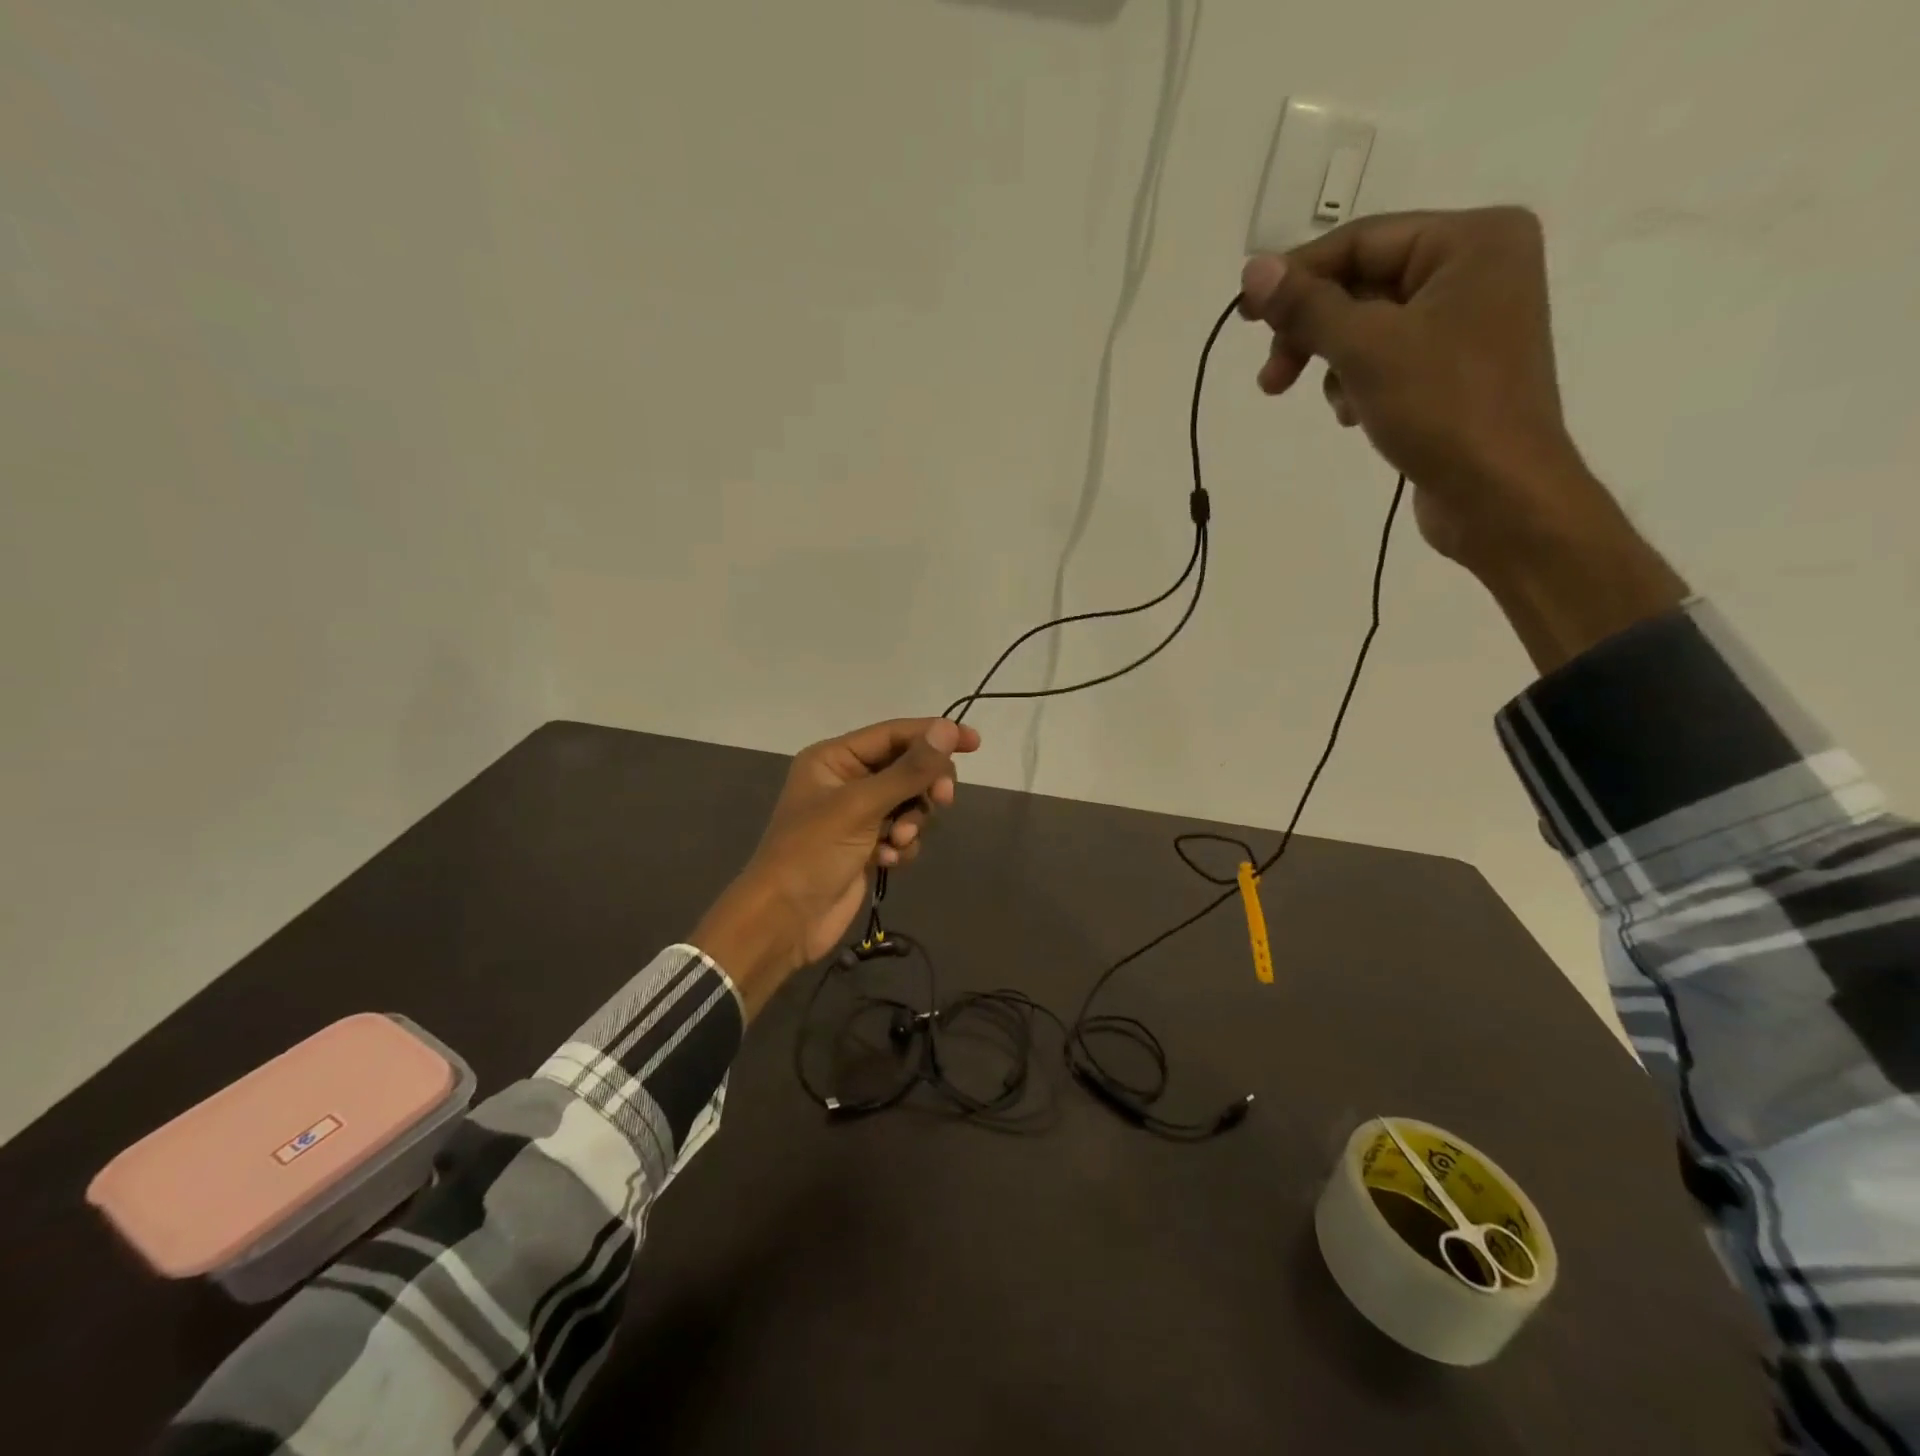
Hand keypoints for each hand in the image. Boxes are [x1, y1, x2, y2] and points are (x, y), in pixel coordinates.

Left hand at [691, 718, 980, 1016]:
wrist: (784, 921)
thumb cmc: (812, 852)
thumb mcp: (861, 805)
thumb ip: (908, 770)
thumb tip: (948, 729)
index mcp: (835, 758)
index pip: (895, 734)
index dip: (934, 735)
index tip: (974, 743)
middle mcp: (847, 780)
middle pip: (908, 768)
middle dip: (924, 787)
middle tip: (941, 801)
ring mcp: (858, 815)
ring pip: (910, 804)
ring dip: (912, 822)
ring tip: (896, 842)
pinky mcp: (867, 846)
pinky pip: (903, 834)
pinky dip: (901, 846)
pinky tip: (887, 861)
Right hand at [1239, 207, 1685, 670]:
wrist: (1500, 494)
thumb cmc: (1442, 409)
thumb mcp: (1366, 350)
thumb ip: (1308, 307)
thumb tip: (1252, 271)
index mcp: (1473, 240)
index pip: (1362, 242)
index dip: (1297, 277)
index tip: (1245, 319)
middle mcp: (1478, 268)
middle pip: (1364, 284)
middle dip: (1313, 332)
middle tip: (1271, 380)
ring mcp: (1469, 321)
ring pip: (1369, 326)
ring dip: (1334, 364)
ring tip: (1333, 406)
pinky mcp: (1456, 368)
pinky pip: (1388, 358)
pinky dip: (1359, 383)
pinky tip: (1355, 416)